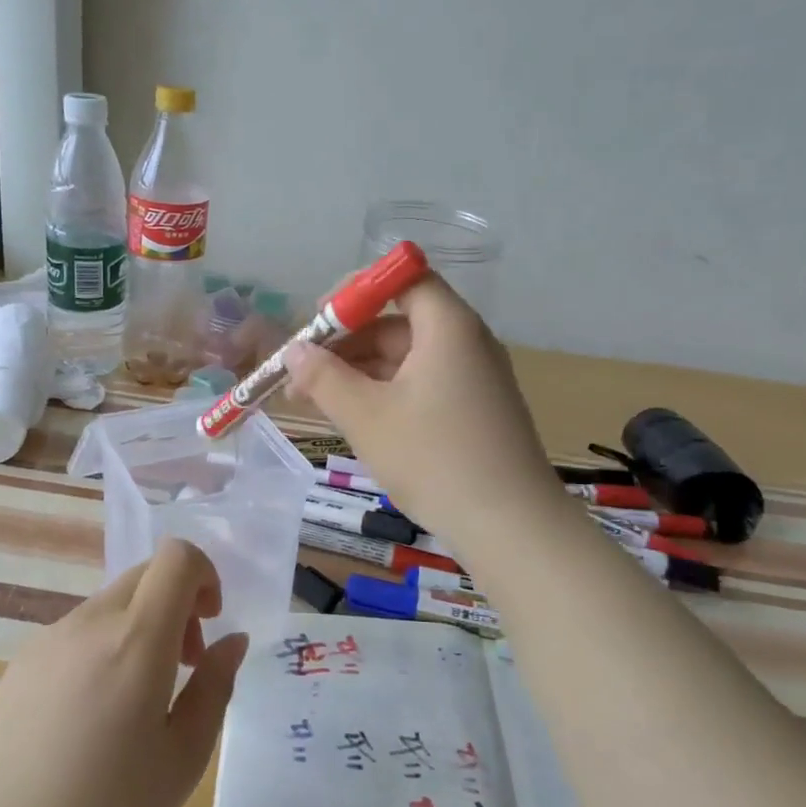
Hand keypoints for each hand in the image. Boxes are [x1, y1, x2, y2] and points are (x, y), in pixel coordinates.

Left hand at [0, 538, 248, 806]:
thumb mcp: (185, 757)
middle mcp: (91, 621)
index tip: (209, 623)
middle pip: (146, 574)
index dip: (204, 574)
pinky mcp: (23, 660)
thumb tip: (232, 640)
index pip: (177, 557)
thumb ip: (216, 686)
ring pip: (113, 603)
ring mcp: (51, 637)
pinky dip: (103, 647)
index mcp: (136, 639)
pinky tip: (90, 716)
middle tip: (182, 666)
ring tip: (136, 700)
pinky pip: (79, 631)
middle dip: (177, 604)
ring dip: (140, 627)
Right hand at [285, 273, 564, 543]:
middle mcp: (467, 342)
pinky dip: (386, 392)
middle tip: (302, 372)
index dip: (357, 290)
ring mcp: (475, 378)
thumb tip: (293, 351)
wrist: (512, 528)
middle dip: (347, 341)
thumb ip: (324, 378)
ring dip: (360, 372)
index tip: (319, 318)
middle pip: (400, 320)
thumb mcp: (367, 417)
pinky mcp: (476, 410)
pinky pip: (423, 383)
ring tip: (314, 401)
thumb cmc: (435, 459)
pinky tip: (355, 419)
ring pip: (407, 357)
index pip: (403, 277)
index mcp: (448, 327)